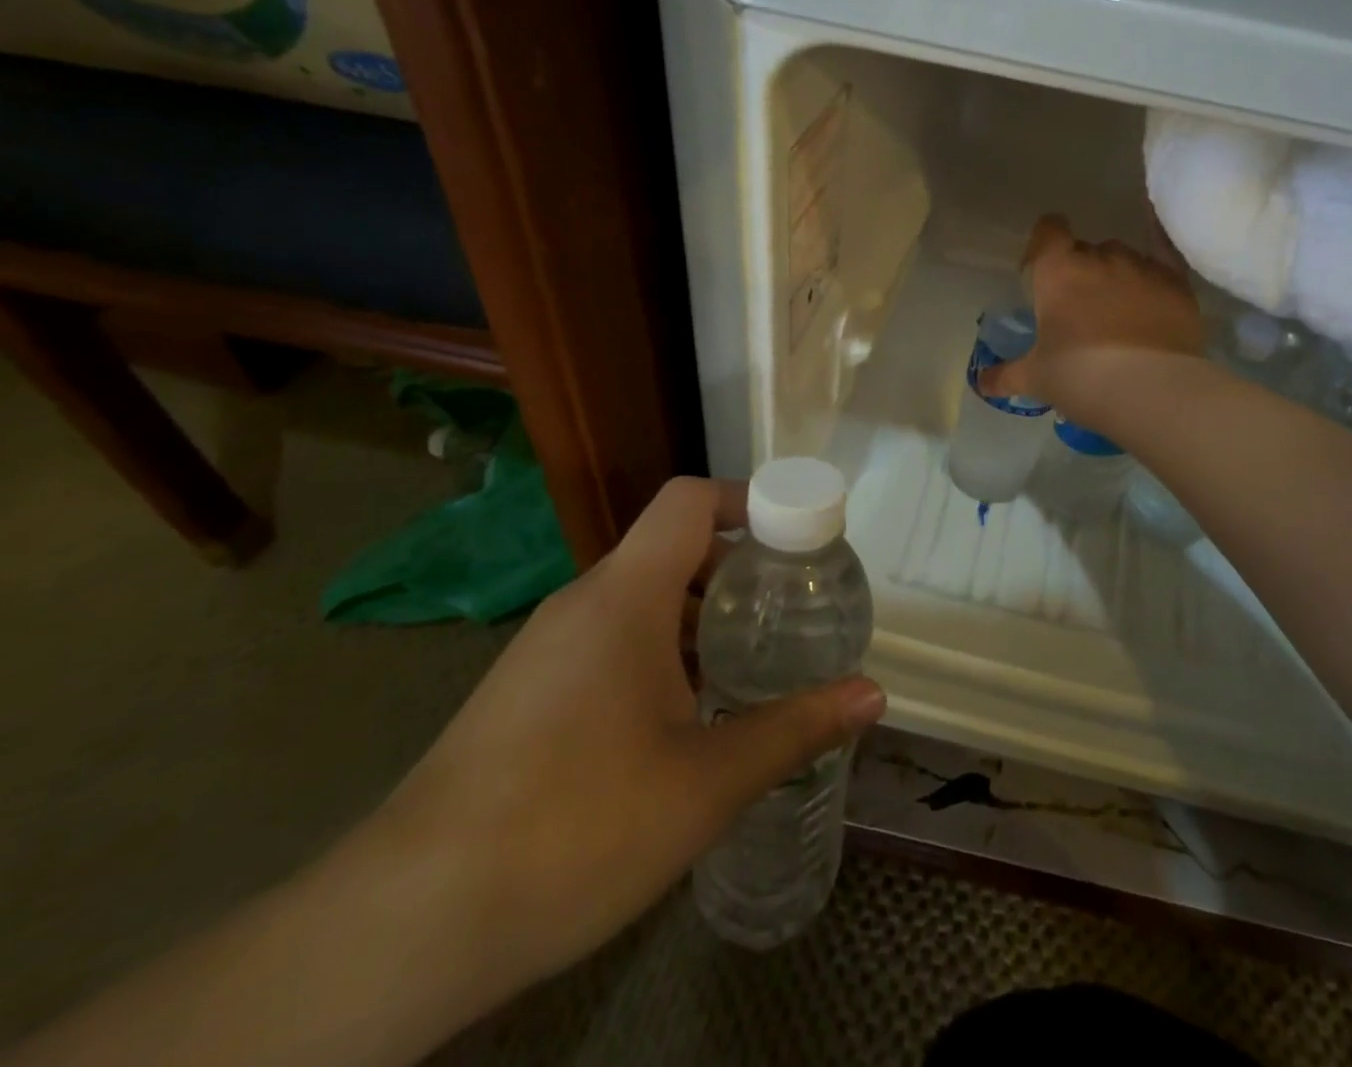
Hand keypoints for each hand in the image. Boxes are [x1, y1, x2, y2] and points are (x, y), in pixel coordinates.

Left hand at [362, 477, 885, 989]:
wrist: (404, 925)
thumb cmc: (573, 828)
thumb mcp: (706, 782)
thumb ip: (794, 729)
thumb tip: (873, 695)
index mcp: (625, 596)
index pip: (690, 501)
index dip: (750, 501)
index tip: (800, 538)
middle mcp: (583, 604)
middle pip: (673, 548)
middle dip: (739, 571)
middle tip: (793, 610)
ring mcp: (549, 648)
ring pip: (642, 600)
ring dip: (701, 618)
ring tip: (753, 665)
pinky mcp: (529, 692)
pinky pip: (611, 641)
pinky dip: (663, 652)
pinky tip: (688, 718)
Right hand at [981, 214, 1203, 422]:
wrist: (1149, 389)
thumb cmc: (1079, 377)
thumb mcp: (1036, 378)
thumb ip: (1006, 375)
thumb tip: (981, 382)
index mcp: (1058, 272)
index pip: (1048, 232)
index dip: (1043, 245)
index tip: (1041, 268)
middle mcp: (1099, 258)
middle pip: (1086, 250)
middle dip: (1081, 271)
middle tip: (1080, 310)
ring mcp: (1141, 267)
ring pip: (1123, 257)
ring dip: (1116, 275)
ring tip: (1120, 311)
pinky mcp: (1176, 283)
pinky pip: (1167, 251)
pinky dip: (1161, 246)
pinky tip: (1159, 247)